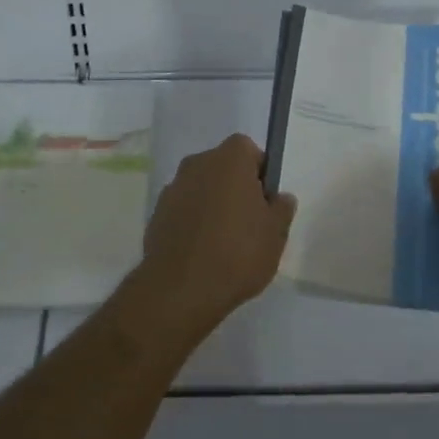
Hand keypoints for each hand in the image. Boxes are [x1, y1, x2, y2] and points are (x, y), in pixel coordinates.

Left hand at [137, 133, 296, 338]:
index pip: (248, 150)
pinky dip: (192, 221)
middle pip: (223, 167)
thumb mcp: (275, 234)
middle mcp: (198, 163)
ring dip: (212, 204)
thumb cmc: (237, 252)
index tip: (264, 201)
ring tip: (224, 243)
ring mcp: (173, 187)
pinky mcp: (157, 212)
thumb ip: (281, 209)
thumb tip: (280, 198)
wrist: (180, 288)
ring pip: (202, 188)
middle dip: (235, 188)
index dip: (259, 172)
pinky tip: (201, 252)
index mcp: (229, 159)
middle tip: (249, 223)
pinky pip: (183, 209)